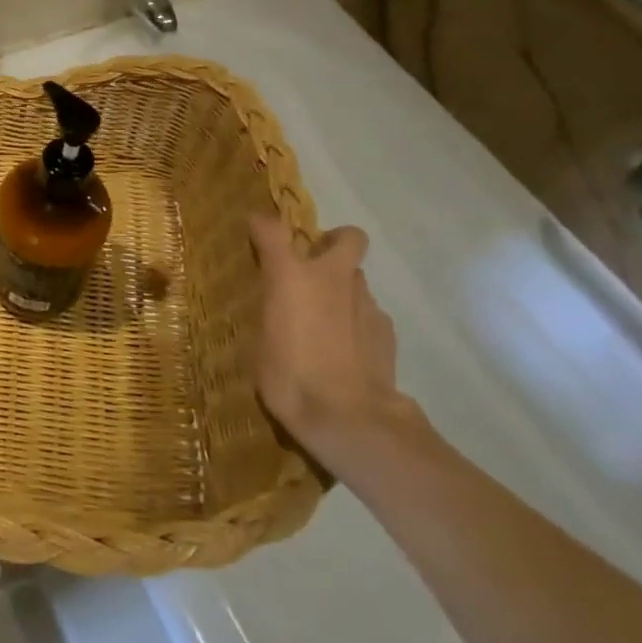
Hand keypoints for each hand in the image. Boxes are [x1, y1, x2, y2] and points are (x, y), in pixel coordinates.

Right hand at [247, 212, 409, 461]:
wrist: (348, 417)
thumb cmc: (288, 376)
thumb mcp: (260, 340)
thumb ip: (270, 308)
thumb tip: (273, 300)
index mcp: (291, 275)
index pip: (272, 229)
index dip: (261, 225)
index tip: (254, 231)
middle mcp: (332, 277)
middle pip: (347, 237)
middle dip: (333, 242)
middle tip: (313, 266)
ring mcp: (365, 301)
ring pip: (356, 278)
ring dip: (341, 288)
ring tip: (324, 320)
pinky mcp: (386, 328)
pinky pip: (367, 311)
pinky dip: (355, 320)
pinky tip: (344, 348)